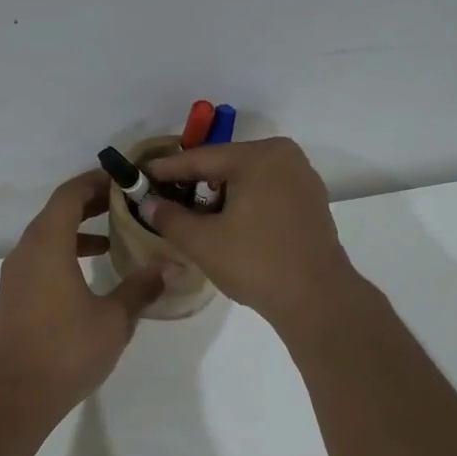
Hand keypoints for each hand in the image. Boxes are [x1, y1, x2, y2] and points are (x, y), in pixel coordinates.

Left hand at [0, 171, 165, 415]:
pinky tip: (90, 274)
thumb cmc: (67, 350)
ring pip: (47, 238)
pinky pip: (40, 259)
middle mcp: (26, 252)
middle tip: (126, 204)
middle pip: (56, 212)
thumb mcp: (114, 318)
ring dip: (78, 231)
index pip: (69, 195)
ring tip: (113, 238)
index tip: (124, 180)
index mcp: (47, 245)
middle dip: (90, 204)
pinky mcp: (14, 297)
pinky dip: (65, 253)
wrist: (15, 394)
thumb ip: (141, 288)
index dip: (96, 181)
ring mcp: (15, 275)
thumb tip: (169, 268)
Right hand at [138, 137, 361, 333]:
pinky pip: (266, 194)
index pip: (202, 158)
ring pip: (247, 181)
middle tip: (162, 197)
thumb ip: (170, 217)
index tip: (140, 174)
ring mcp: (303, 180)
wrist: (316, 299)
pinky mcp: (310, 204)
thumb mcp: (203, 241)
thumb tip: (147, 203)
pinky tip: (224, 224)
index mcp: (260, 156)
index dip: (167, 169)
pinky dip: (243, 205)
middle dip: (193, 183)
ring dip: (218, 196)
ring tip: (189, 215)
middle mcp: (286, 158)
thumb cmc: (256, 263)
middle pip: (226, 166)